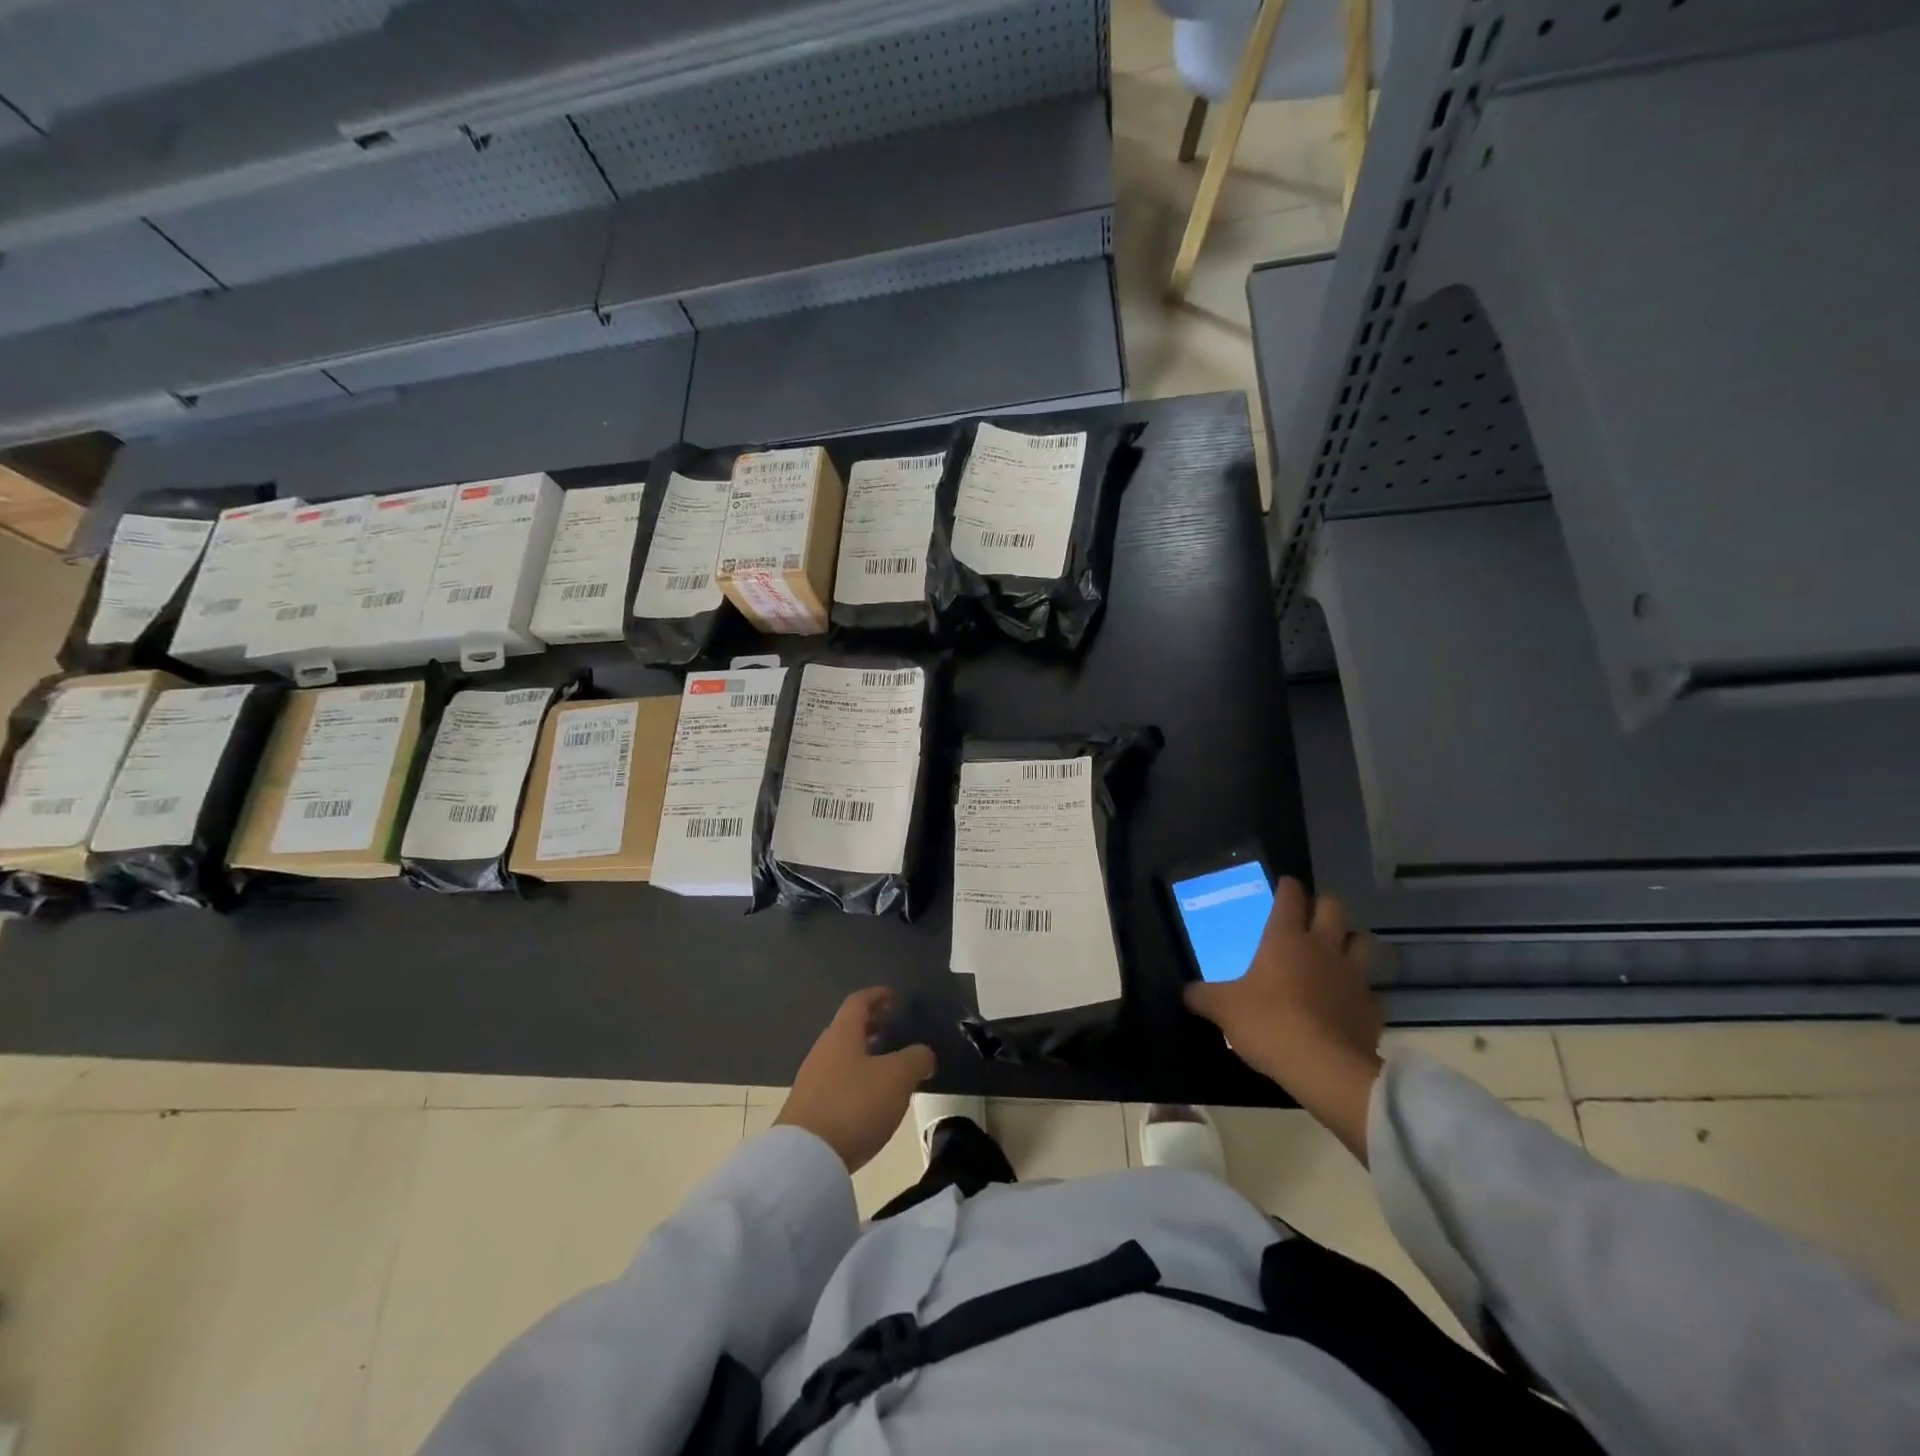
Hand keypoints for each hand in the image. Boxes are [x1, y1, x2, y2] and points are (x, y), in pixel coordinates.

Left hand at [775, 988, 935, 1172]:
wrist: (805, 1159)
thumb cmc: (854, 1105)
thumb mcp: (897, 1078)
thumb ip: (916, 1059)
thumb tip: (924, 1054)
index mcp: (842, 1034)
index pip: (858, 1003)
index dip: (877, 996)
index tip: (893, 996)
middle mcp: (823, 1051)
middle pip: (847, 1029)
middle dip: (871, 1026)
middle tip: (893, 1029)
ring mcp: (811, 1081)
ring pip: (841, 1057)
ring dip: (863, 1055)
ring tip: (887, 1067)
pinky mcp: (808, 1110)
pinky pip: (836, 1083)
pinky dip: (855, 1080)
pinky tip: (870, 1099)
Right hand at [1184, 879, 1382, 1161]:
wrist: (1325, 1068)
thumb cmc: (1269, 1023)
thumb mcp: (1223, 1009)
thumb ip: (1203, 996)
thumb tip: (1187, 992)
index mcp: (1286, 938)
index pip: (1291, 896)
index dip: (1287, 887)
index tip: (1284, 885)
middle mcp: (1323, 947)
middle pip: (1334, 908)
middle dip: (1323, 906)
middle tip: (1310, 916)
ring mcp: (1353, 976)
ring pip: (1361, 941)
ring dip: (1349, 941)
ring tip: (1334, 951)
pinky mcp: (1372, 1008)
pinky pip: (1369, 990)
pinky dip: (1359, 991)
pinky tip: (1345, 1002)